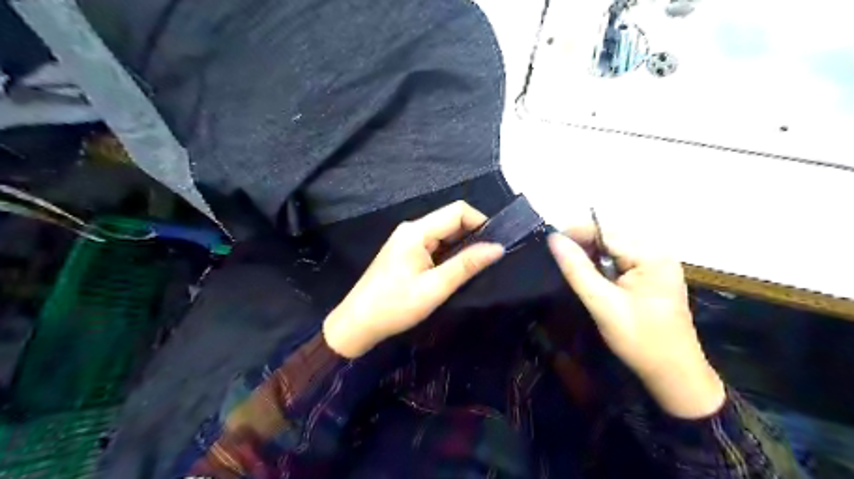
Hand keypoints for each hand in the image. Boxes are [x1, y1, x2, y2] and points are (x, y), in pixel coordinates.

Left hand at [323, 200, 501, 358]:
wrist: (357, 324)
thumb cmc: (394, 306)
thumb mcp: (435, 288)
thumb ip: (466, 265)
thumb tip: (498, 247)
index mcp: (416, 231)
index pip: (458, 211)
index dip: (481, 223)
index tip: (495, 246)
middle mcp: (411, 229)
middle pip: (450, 220)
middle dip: (472, 236)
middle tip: (488, 261)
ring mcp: (406, 240)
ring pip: (443, 234)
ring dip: (461, 247)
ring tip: (473, 269)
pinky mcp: (405, 252)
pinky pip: (433, 245)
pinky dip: (448, 254)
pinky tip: (453, 272)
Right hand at [551, 226, 722, 417]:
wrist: (675, 376)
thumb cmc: (640, 340)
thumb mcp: (603, 304)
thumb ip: (577, 269)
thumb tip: (554, 239)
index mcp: (652, 256)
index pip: (606, 233)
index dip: (576, 233)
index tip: (549, 241)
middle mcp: (658, 254)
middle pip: (612, 238)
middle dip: (584, 246)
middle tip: (557, 258)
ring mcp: (658, 266)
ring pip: (615, 250)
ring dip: (592, 257)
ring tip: (571, 268)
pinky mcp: (654, 278)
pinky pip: (622, 262)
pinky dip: (604, 267)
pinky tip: (592, 278)